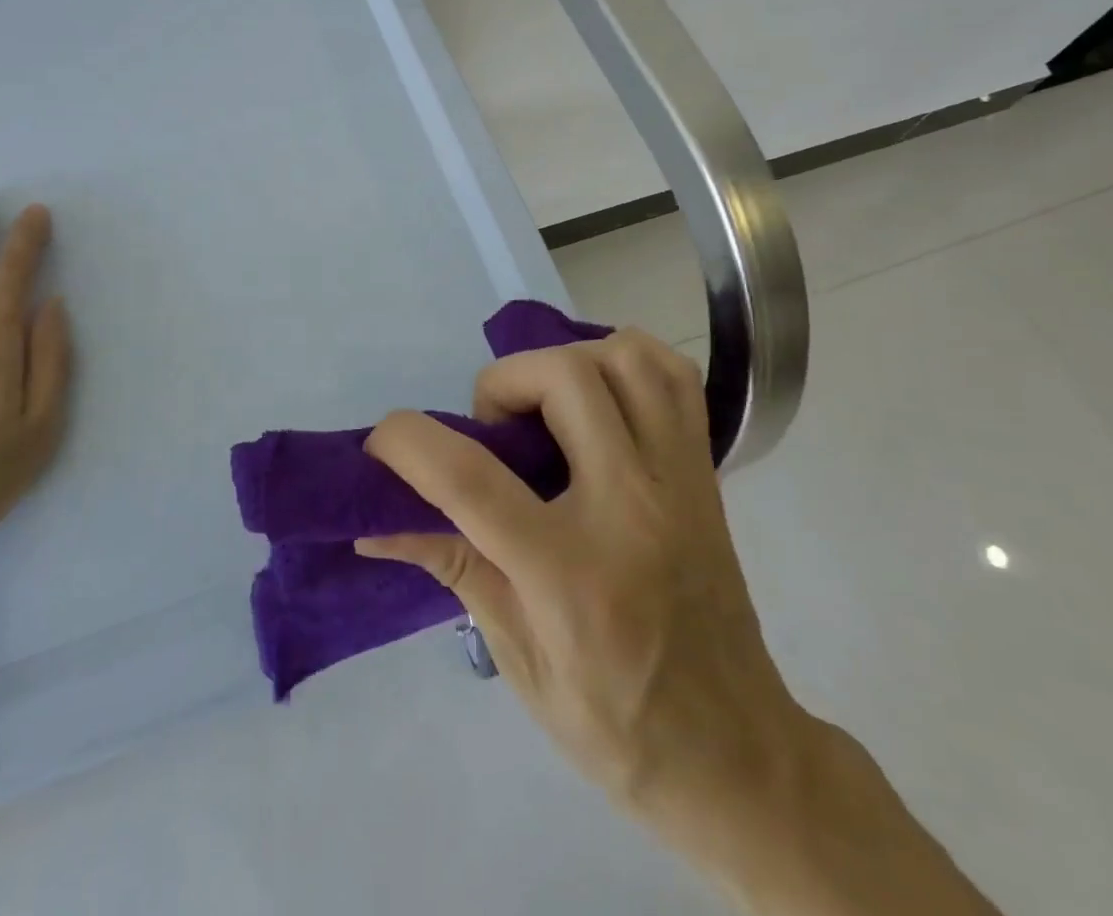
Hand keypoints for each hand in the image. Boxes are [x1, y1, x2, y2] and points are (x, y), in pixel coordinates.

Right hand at [360, 332, 999, 915]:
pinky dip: (626, 360)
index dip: (409, 443)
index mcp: (572, 576)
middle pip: (564, 379)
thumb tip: (376, 522)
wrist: (735, 753)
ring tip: (545, 404)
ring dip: (567, 360)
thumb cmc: (615, 722)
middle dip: (503, 382)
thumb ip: (452, 567)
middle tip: (492, 428)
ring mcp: (678, 481)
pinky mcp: (705, 472)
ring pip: (626, 358)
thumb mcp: (518, 660)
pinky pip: (673, 376)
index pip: (473, 481)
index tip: (382, 440)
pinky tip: (599, 394)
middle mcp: (631, 508)